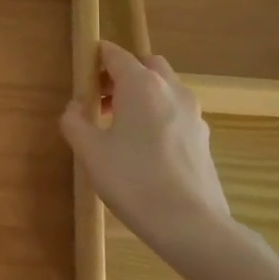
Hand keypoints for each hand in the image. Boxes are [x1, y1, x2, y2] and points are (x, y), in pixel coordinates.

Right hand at [61, 40, 234, 268]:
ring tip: (120, 128)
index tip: (82, 76)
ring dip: (142, 95)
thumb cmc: (133, 180)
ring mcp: (193, 114)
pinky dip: (159, 116)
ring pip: (165, 88)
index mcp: (141, 85)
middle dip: (123, 74)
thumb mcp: (90, 152)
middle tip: (102, 100)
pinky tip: (145, 150)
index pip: (115, 54)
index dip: (96, 59)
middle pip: (146, 65)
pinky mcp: (204, 138)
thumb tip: (74, 107)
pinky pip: (176, 113)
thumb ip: (74, 122)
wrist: (191, 225)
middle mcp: (171, 90)